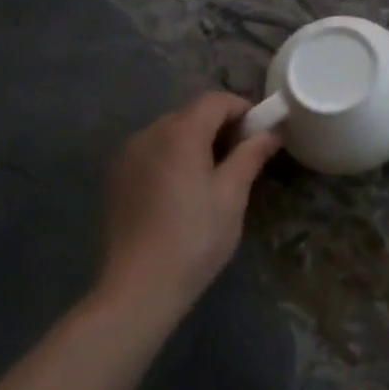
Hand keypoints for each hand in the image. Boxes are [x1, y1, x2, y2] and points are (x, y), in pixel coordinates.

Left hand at [93, 92, 283, 325]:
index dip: (243, 109)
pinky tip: (183, 190)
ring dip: (196, 141)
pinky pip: (152, 152)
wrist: (138, 288)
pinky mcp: (116, 180)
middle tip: (243, 155)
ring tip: (214, 175)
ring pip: (170, 132)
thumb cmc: (194, 237)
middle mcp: (149, 134)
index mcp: (180, 133)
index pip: (216, 101)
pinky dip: (173, 157)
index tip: (260, 134)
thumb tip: (272, 132)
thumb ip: (251, 155)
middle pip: (191, 113)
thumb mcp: (232, 194)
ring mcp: (127, 157)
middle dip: (220, 125)